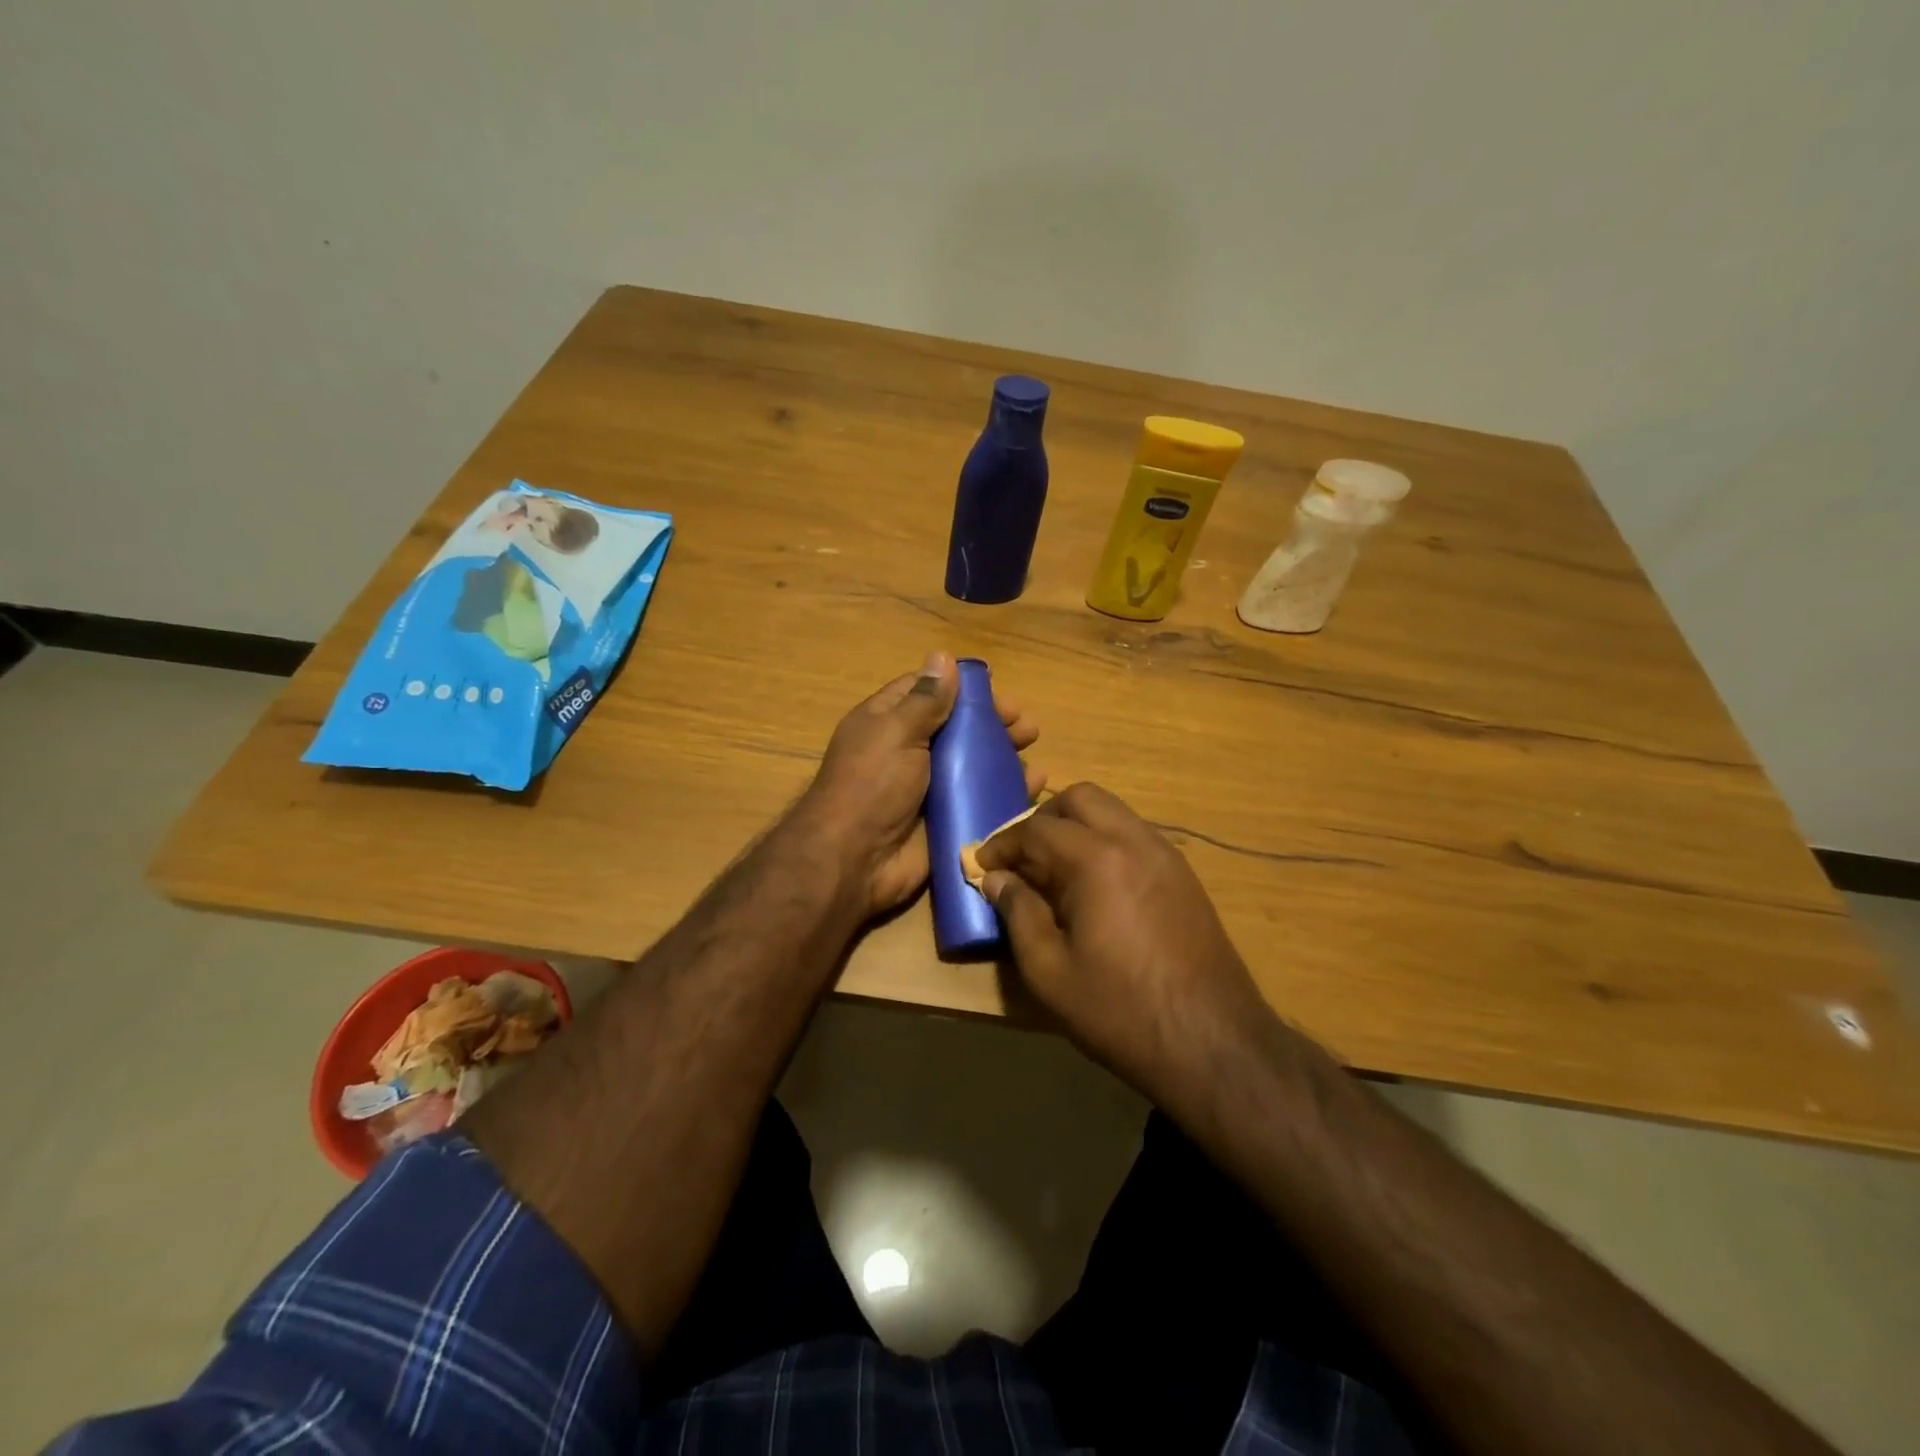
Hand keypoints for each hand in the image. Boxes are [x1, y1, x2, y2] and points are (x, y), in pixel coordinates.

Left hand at [803, 653, 1042, 916]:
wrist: (855, 861)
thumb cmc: (872, 785)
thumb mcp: (896, 732)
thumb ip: (925, 700)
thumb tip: (942, 655)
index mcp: (888, 724)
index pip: (927, 693)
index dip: (960, 688)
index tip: (996, 687)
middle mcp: (909, 753)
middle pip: (957, 730)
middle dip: (992, 724)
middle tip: (1026, 725)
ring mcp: (929, 790)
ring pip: (973, 766)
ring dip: (1004, 757)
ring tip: (1033, 751)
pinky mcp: (946, 821)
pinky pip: (981, 801)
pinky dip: (1008, 792)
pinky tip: (1035, 784)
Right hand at [974, 782, 1269, 1102]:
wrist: (1212, 1043)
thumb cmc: (1120, 1010)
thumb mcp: (1049, 970)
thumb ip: (1018, 913)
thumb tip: (996, 880)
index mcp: (1097, 859)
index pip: (1037, 829)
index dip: (1003, 844)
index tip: (983, 865)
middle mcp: (1134, 841)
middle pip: (1081, 799)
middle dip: (1043, 819)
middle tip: (1022, 857)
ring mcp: (1166, 854)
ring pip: (1113, 812)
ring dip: (1077, 827)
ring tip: (1055, 872)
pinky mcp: (1184, 875)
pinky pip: (1135, 835)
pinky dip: (1106, 842)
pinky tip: (1096, 887)